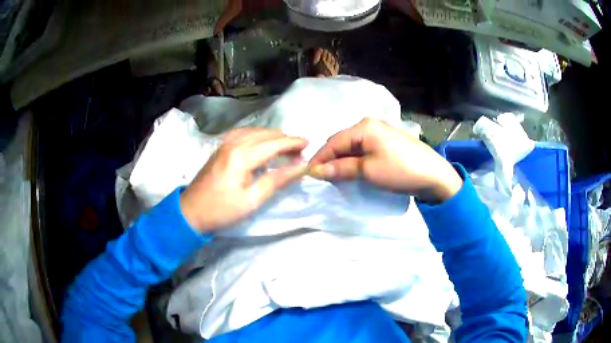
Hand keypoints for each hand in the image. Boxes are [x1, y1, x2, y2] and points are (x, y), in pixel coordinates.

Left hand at [180, 128, 308, 231]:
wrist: (190, 212)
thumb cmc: (222, 210)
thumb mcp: (252, 200)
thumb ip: (277, 180)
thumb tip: (300, 167)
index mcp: (242, 156)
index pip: (274, 143)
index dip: (293, 143)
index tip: (309, 143)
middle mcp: (234, 143)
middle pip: (265, 134)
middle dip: (285, 139)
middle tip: (300, 150)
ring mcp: (225, 143)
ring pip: (255, 132)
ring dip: (272, 137)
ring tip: (285, 146)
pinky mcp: (220, 147)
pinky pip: (243, 134)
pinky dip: (258, 136)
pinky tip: (262, 142)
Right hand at [309, 118, 462, 202]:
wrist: (434, 175)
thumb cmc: (400, 170)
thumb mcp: (368, 171)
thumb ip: (341, 168)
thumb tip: (317, 171)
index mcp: (364, 127)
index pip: (333, 142)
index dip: (320, 158)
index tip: (308, 174)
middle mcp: (370, 124)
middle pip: (342, 141)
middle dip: (331, 158)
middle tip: (323, 177)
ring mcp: (380, 132)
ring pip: (352, 146)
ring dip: (343, 160)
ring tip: (336, 176)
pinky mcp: (387, 142)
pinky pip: (364, 149)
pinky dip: (355, 159)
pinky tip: (353, 170)